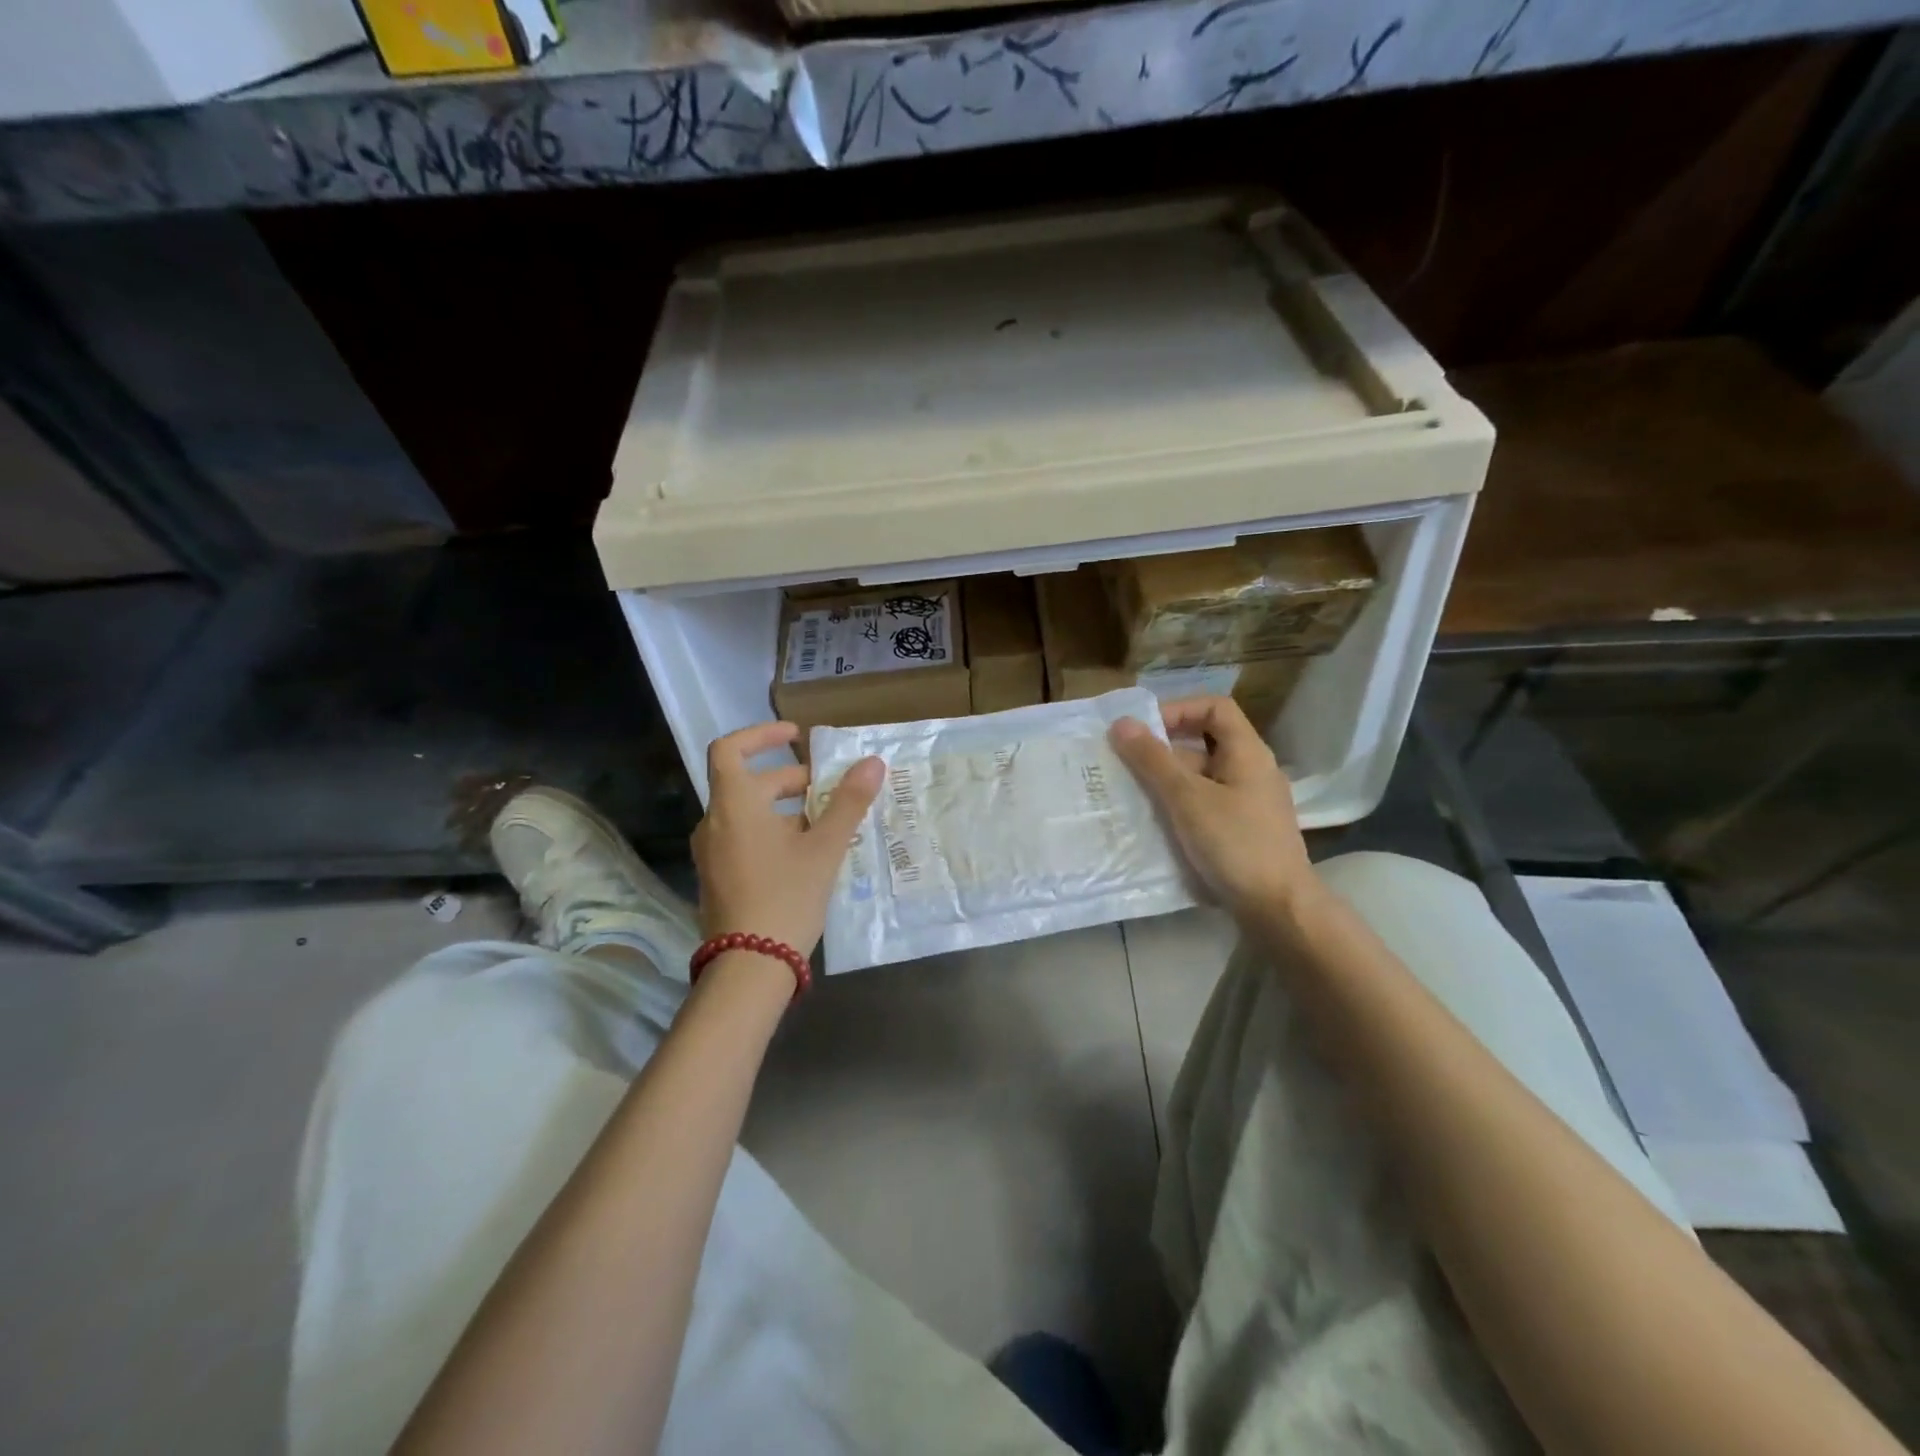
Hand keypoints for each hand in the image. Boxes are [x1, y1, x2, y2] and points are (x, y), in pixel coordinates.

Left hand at [693, 722, 884, 956]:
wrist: (749, 967)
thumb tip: (872, 762)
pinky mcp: (718, 877)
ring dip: (784, 808)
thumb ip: (848, 802)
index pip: (730, 748)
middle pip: (747, 783)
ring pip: (748, 813)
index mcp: (733, 805)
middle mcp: (714, 822)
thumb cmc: (786, 896)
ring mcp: (712, 853)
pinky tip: (807, 853)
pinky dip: (773, 831)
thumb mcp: (824, 847)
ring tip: (825, 823)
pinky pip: (743, 837)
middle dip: (789, 779)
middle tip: (828, 788)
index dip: (761, 735)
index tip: (795, 737)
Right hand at [1109, 696, 1314, 917]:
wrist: (1278, 909)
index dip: (1178, 710)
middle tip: (1125, 763)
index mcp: (1248, 753)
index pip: (1215, 708)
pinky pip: (1205, 805)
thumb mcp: (1187, 799)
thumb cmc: (1235, 844)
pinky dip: (1178, 807)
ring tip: (1130, 793)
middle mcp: (1251, 772)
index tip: (1144, 730)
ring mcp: (1248, 804)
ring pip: (1201, 778)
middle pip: (1204, 743)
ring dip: (1166, 781)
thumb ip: (1153, 760)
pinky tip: (1153, 823)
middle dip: (1163, 750)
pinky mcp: (1241, 832)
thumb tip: (1121, 723)